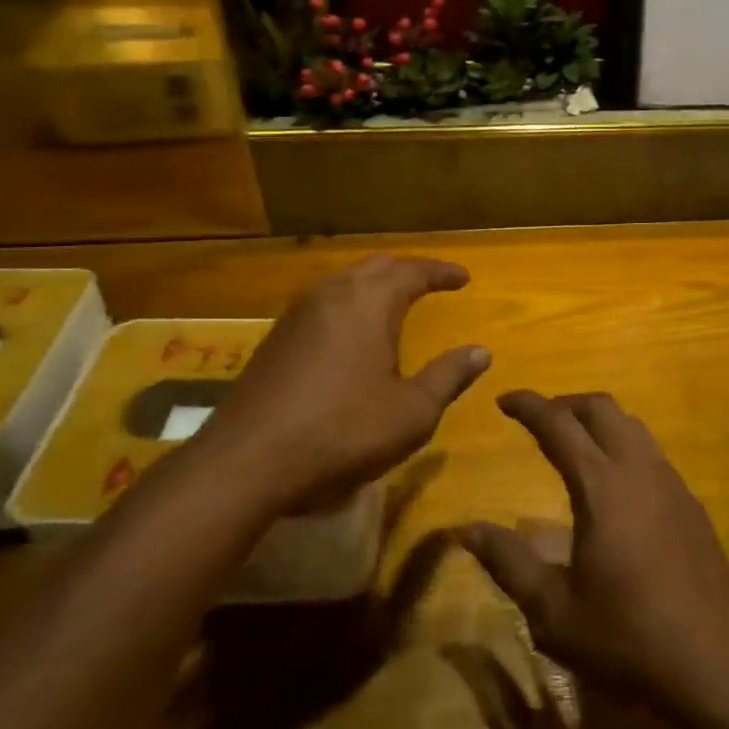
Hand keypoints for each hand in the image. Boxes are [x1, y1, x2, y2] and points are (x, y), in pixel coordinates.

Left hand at [198, 255, 489, 512]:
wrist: (247, 462)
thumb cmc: (342, 432)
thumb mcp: (412, 412)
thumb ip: (449, 376)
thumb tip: (481, 351)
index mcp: (369, 303)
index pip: (413, 271)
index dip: (441, 272)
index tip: (464, 278)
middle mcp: (331, 295)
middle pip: (376, 267)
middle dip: (408, 271)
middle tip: (431, 282)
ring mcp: (297, 315)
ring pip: (344, 281)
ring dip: (374, 284)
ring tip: (394, 300)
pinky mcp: (275, 339)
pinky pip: (322, 303)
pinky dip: (348, 304)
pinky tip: (349, 330)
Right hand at [459, 391, 728, 714]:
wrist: (717, 663)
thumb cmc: (627, 637)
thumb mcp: (554, 611)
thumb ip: (508, 563)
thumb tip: (465, 530)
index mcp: (601, 486)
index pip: (558, 425)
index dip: (529, 406)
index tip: (504, 399)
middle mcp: (638, 469)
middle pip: (601, 409)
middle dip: (565, 403)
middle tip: (538, 419)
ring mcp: (671, 483)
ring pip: (631, 425)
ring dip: (598, 420)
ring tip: (574, 442)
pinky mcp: (691, 504)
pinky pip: (651, 451)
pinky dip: (623, 443)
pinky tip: (615, 482)